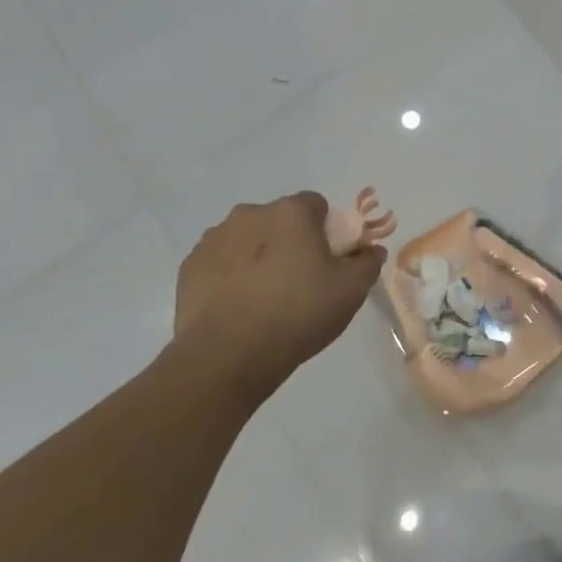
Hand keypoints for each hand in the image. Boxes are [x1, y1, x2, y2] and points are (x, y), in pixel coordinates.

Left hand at [169, 192, 385, 401]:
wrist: (226, 357)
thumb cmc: (297, 314)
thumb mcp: (350, 292)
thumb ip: (367, 262)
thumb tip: (371, 249)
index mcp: (290, 213)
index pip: (316, 205)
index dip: (326, 231)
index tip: (328, 262)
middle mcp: (250, 214)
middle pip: (279, 221)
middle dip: (290, 242)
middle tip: (300, 282)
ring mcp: (214, 238)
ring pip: (247, 239)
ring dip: (258, 257)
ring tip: (265, 299)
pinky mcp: (190, 266)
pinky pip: (220, 262)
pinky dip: (230, 276)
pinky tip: (238, 308)